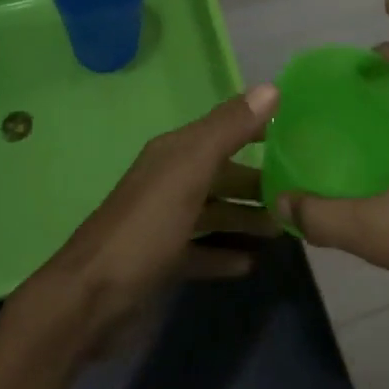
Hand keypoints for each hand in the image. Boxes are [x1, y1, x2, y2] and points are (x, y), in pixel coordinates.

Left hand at [10, 85, 280, 354]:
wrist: (90, 300)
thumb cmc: (146, 228)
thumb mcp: (190, 171)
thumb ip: (229, 129)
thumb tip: (271, 88)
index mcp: (175, 153)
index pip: (224, 129)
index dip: (257, 128)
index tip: (298, 133)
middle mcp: (170, 180)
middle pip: (222, 174)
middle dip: (257, 181)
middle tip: (298, 193)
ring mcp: (165, 223)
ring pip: (215, 212)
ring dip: (246, 218)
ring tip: (283, 229)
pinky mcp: (163, 261)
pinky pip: (202, 251)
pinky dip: (225, 254)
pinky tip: (251, 263)